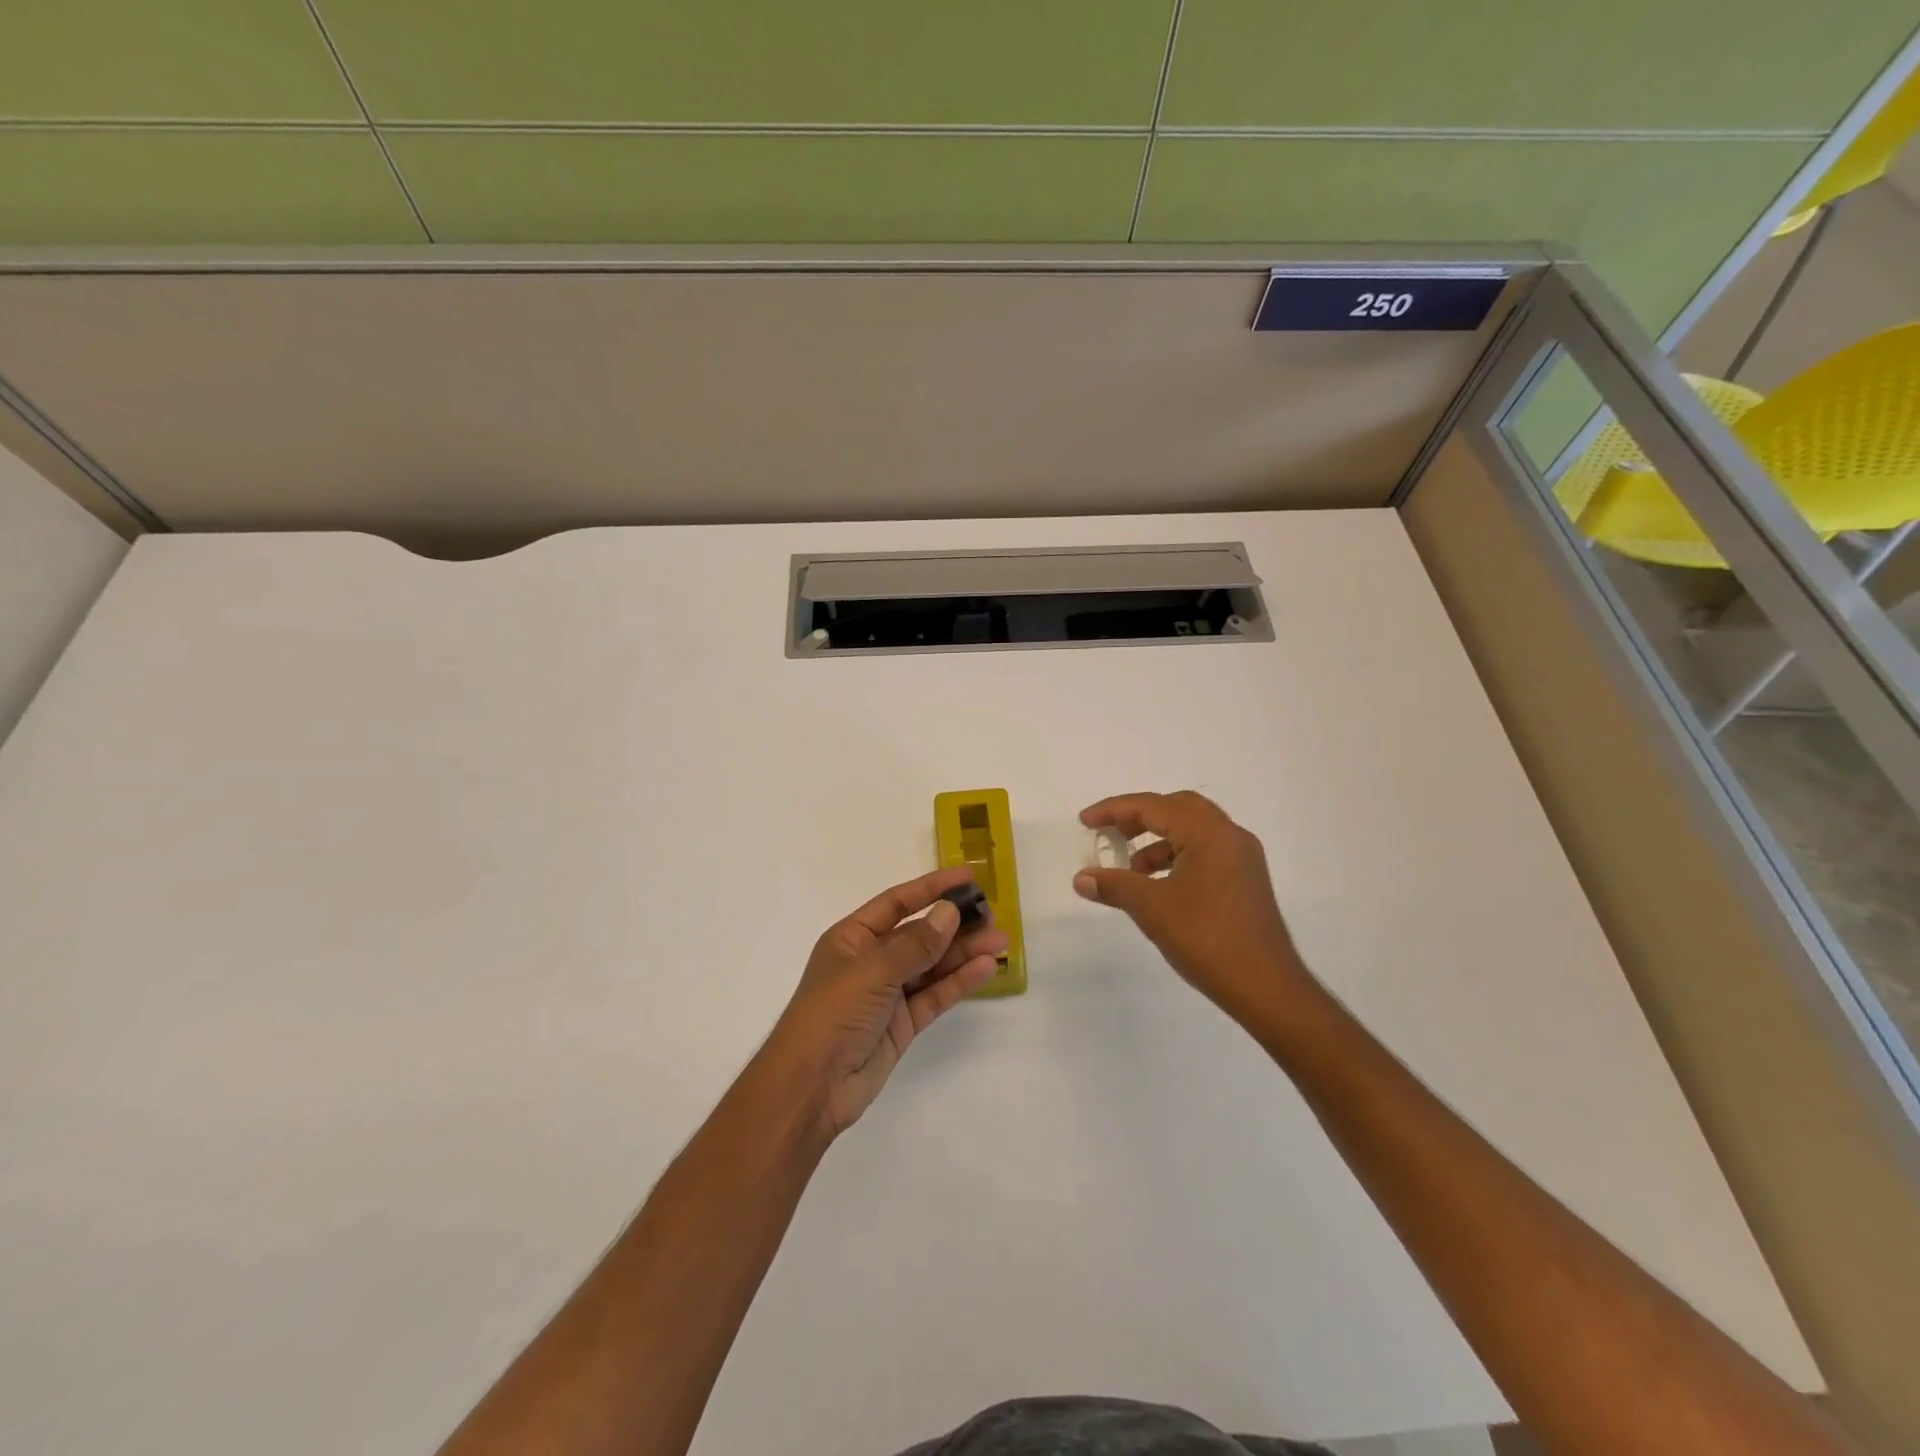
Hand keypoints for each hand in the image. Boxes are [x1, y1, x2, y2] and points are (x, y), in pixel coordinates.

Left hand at [762, 866, 1008, 1141]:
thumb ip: (916, 944)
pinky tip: (986, 968)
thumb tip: (949, 911)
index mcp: (852, 938)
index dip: (931, 888)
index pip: (897, 903)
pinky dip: (959, 981)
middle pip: (920, 934)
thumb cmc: (832, 1014)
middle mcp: (870, 961)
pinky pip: (935, 995)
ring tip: (1001, 940)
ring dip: (964, 952)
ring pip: (932, 965)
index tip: (967, 877)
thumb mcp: (872, 971)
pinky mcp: (902, 1024)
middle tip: (993, 914)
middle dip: (955, 923)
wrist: (811, 1087)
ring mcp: (887, 993)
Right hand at [1074, 790, 1311, 1027]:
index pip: (1153, 806)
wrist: (1266, 987)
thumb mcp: (1152, 909)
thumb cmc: (1207, 939)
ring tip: (1131, 870)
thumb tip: (1081, 878)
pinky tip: (1159, 886)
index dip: (1114, 810)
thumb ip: (1114, 886)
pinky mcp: (1246, 881)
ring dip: (1158, 841)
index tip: (1085, 821)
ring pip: (1193, 830)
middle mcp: (1230, 836)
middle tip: (1111, 832)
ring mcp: (1243, 858)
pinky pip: (1206, 852)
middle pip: (1178, 808)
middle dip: (1140, 816)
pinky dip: (1177, 857)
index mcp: (1209, 833)